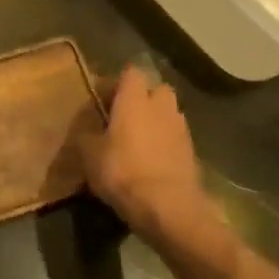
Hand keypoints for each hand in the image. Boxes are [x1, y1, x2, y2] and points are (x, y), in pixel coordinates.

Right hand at [79, 65, 212, 244]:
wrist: (168, 206)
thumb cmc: (123, 171)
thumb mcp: (89, 155)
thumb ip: (87, 136)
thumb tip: (86, 130)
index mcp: (134, 99)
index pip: (130, 73)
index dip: (116, 83)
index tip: (102, 100)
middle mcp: (161, 106)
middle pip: (156, 89)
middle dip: (142, 99)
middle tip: (124, 118)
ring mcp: (181, 128)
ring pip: (168, 113)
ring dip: (156, 121)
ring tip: (138, 142)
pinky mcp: (192, 151)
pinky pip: (176, 137)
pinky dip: (165, 143)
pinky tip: (152, 162)